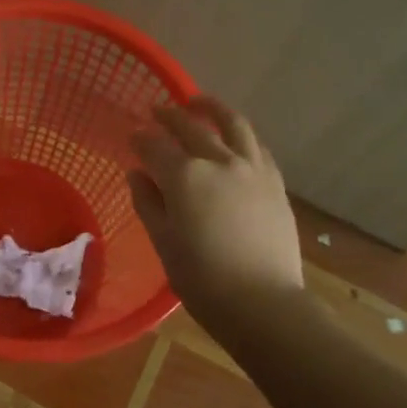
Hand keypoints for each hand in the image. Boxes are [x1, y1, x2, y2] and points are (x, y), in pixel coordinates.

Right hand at [128, 97, 304, 324]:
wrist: (264, 304)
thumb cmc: (203, 279)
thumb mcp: (164, 242)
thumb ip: (148, 203)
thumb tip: (139, 175)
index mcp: (185, 177)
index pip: (155, 146)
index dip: (140, 139)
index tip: (131, 137)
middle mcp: (219, 162)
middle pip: (192, 127)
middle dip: (171, 115)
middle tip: (157, 110)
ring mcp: (252, 169)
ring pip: (233, 124)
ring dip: (213, 109)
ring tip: (200, 103)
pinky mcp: (275, 183)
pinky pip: (255, 146)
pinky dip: (239, 134)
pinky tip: (233, 138)